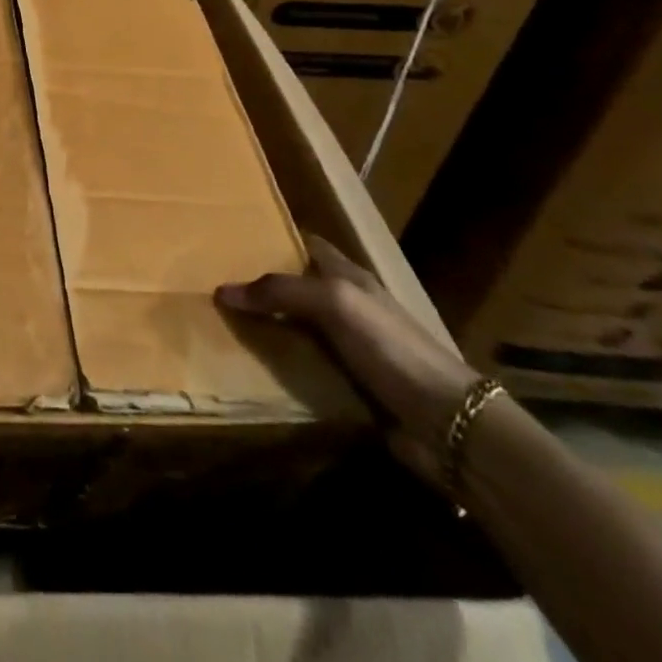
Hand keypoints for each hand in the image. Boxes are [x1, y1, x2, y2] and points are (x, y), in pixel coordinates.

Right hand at [216, 235, 479, 485]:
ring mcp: (348, 347)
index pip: (306, 245)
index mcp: (349, 277)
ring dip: (265, 328)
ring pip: (295, 328)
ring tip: (219, 324)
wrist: (448, 424)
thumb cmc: (391, 346)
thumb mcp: (334, 303)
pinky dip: (279, 365)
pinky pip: (302, 367)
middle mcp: (347, 306)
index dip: (273, 238)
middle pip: (295, 287)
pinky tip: (250, 366)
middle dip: (259, 286)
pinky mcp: (347, 385)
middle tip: (213, 283)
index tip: (231, 238)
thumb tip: (222, 290)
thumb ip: (280, 291)